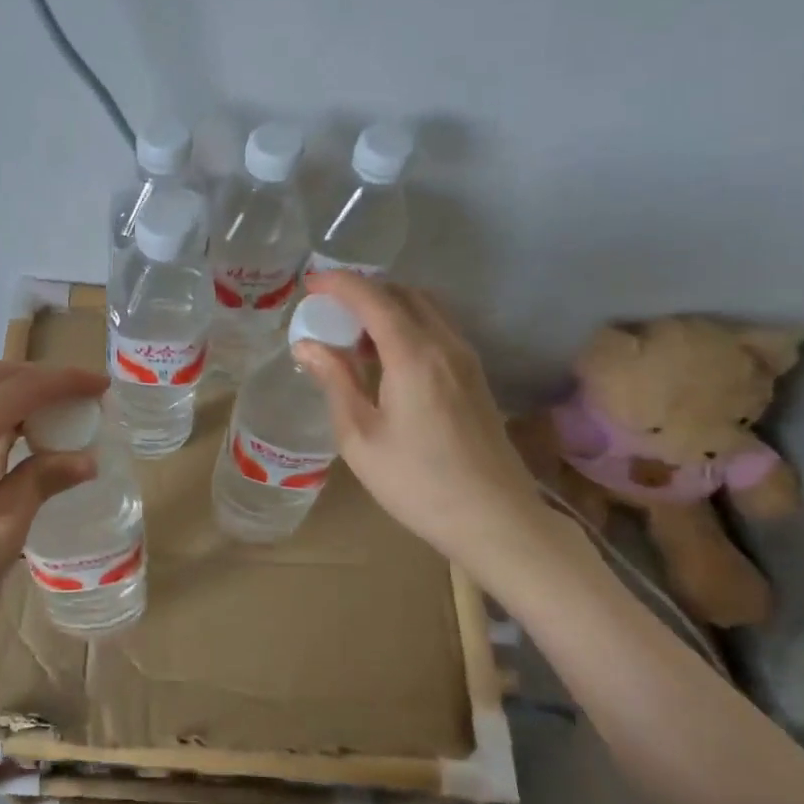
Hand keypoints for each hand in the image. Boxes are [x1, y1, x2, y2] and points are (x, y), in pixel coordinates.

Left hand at [0, 361, 107, 648]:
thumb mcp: (2, 530)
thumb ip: (43, 481)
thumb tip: (85, 459)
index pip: (23, 386)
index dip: (67, 382)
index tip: (102, 386)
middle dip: (39, 379)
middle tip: (76, 400)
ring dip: (10, 390)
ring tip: (45, 416)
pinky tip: (2, 439)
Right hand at [293, 273, 551, 573]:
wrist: (496, 520)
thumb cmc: (418, 483)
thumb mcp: (360, 437)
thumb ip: (335, 382)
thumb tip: (307, 345)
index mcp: (414, 355)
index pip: (373, 298)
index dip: (339, 283)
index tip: (310, 283)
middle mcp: (445, 345)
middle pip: (403, 294)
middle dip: (363, 290)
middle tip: (328, 308)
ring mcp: (466, 359)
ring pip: (425, 309)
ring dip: (387, 307)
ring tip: (352, 332)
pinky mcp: (475, 377)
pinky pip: (437, 329)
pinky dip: (407, 325)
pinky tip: (385, 357)